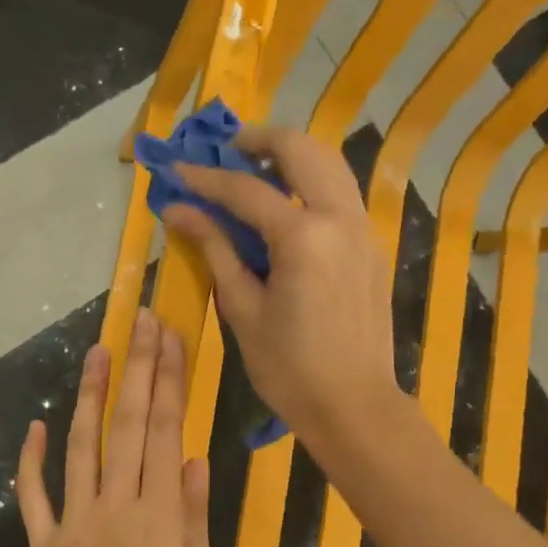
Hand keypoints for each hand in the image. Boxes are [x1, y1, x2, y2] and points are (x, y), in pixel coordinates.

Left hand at [15, 310, 218, 546]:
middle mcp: (115, 506)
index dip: (169, 382)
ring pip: (81, 446)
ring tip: (97, 352)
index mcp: (159, 516)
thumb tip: (197, 460)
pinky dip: (33, 459)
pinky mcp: (42, 542)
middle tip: (141, 322)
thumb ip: (195, 520)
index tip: (170, 340)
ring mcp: (73, 521)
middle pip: (127, 425)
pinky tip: (35, 426)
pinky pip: (34, 494)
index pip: (166, 433)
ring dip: (90, 396)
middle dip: (137, 369)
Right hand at [160, 126, 398, 445]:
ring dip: (292, 156)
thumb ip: (215, 250)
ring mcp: (363, 230)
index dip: (206, 179)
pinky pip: (341, 194)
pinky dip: (312, 183)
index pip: (246, 190)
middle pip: (302, 150)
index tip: (176, 171)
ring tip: (255, 169)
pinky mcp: (371, 247)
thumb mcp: (243, 310)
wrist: (354, 406)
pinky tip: (287, 205)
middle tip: (226, 151)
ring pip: (331, 165)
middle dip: (260, 140)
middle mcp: (340, 218)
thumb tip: (178, 211)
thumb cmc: (289, 369)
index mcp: (304, 237)